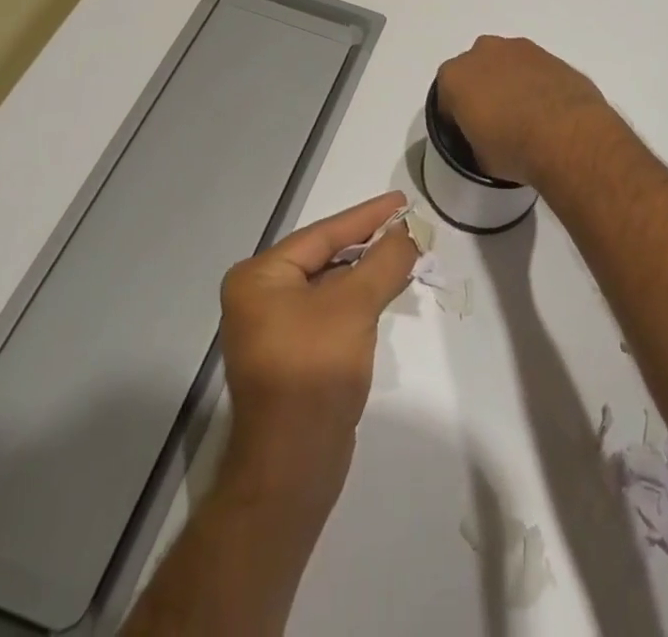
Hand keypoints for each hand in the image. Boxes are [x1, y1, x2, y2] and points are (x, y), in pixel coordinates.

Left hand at [217, 192, 417, 513]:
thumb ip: (384, 260)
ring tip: (405, 253)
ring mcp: (272, 328)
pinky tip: (386, 290)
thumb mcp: (355, 305)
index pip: (323, 234)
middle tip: (408, 226)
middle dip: (368, 243)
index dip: (366, 216)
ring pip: (329, 284)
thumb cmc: (315, 370)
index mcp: (259, 277)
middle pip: (324, 256)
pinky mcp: (291, 355)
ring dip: (367, 271)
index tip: (401, 200)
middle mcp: (259, 296)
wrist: (292, 468)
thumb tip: (408, 231)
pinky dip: (358, 298)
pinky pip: (329, 310)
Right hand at [435, 36, 618, 185]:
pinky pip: (534, 68)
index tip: (469, 134)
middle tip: (496, 120)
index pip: (446, 97)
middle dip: (482, 90)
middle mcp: (483, 52)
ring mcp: (519, 49)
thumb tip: (485, 138)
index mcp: (455, 77)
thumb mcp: (480, 158)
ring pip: (506, 64)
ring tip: (526, 114)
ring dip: (510, 82)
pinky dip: (536, 82)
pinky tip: (548, 109)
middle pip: (475, 71)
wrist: (568, 135)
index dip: (456, 117)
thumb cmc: (514, 149)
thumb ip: (474, 138)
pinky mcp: (550, 54)